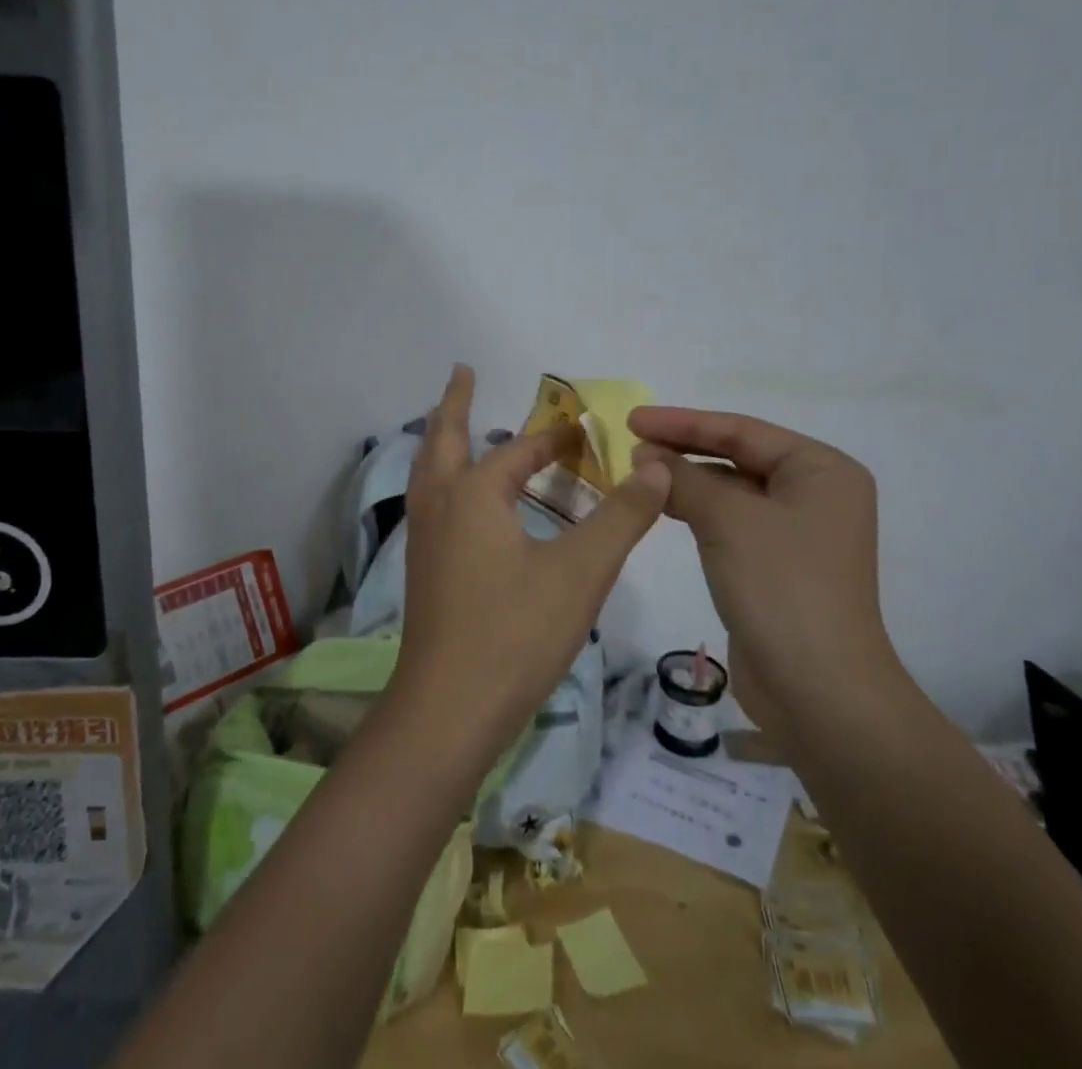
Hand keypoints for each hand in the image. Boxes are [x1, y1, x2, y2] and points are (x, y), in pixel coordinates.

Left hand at [392, 365, 670, 757]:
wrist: (449, 711)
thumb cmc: (515, 633)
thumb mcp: (581, 572)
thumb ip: (622, 517)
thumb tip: (658, 470)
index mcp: (474, 495)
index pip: (518, 451)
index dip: (552, 439)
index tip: (581, 431)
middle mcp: (440, 507)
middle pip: (443, 439)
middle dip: (455, 404)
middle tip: (462, 372)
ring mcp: (424, 540)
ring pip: (429, 472)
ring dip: (443, 440)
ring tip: (454, 425)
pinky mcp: (423, 572)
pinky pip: (432, 503)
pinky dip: (444, 480)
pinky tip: (462, 503)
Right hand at [628, 407, 891, 695]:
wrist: (818, 692)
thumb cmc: (781, 587)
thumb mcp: (727, 520)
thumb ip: (683, 478)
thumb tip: (644, 454)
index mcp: (821, 470)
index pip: (741, 431)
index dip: (683, 422)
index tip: (631, 419)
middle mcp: (816, 493)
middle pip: (737, 456)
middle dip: (683, 450)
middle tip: (629, 444)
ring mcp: (797, 531)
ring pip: (731, 490)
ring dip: (687, 481)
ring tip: (637, 474)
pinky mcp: (777, 564)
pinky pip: (731, 521)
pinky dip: (697, 510)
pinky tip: (663, 507)